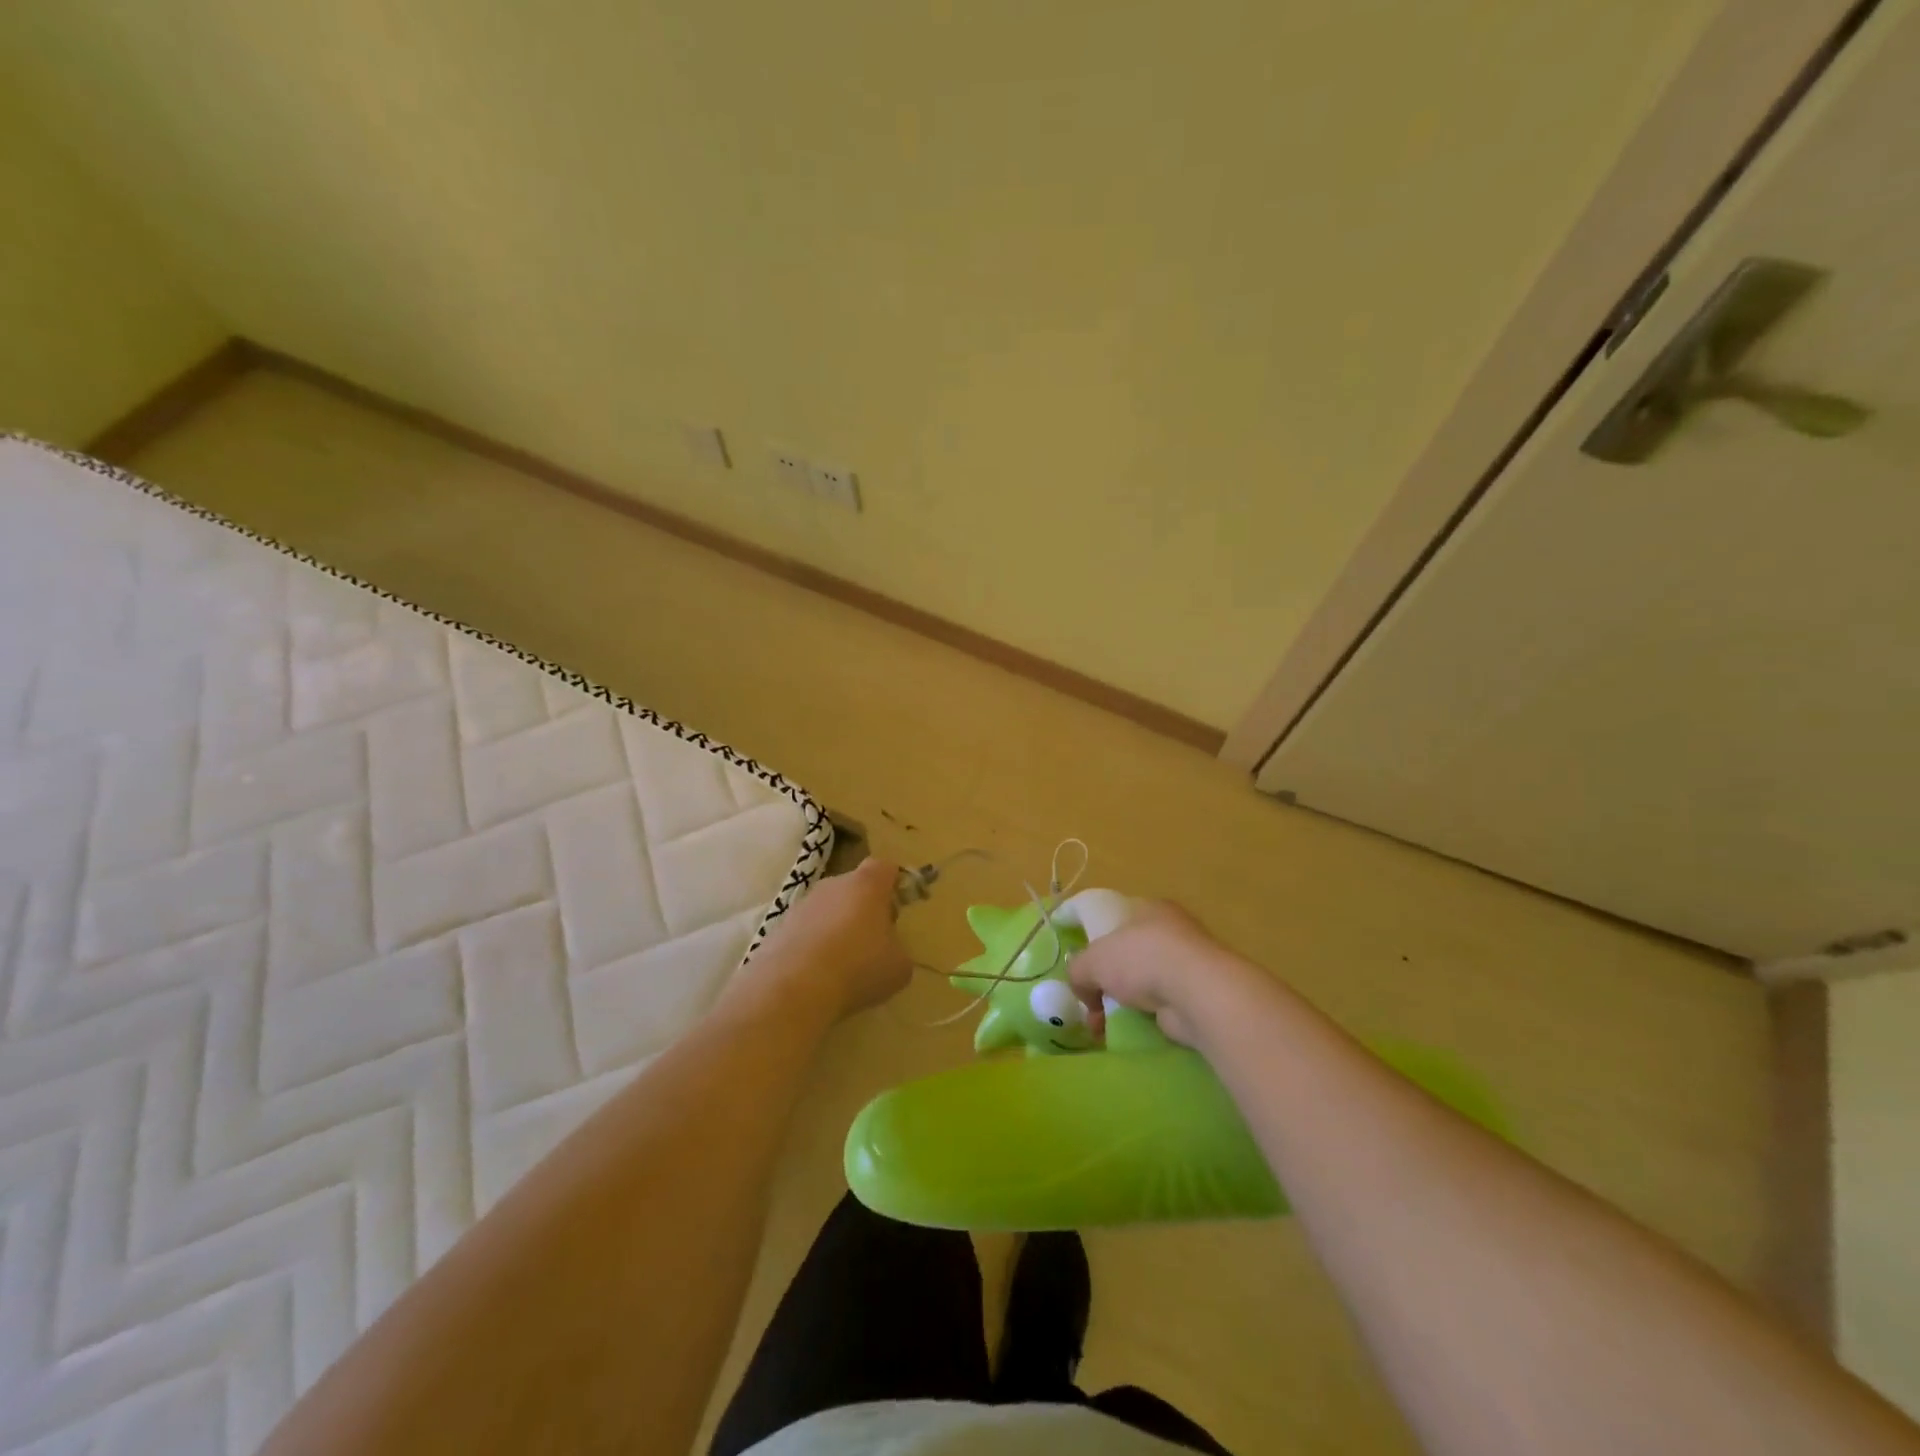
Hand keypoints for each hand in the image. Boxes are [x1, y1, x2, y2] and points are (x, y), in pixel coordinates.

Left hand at [746, 859, 912, 1022]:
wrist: (794, 989)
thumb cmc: (858, 968)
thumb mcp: (899, 966)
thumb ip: (897, 949)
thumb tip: (887, 951)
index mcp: (867, 885)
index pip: (884, 867)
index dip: (894, 883)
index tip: (897, 906)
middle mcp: (833, 885)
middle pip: (854, 887)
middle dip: (864, 908)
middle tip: (873, 940)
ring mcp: (802, 905)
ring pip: (827, 908)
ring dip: (836, 927)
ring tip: (842, 963)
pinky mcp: (779, 928)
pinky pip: (805, 930)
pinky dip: (812, 945)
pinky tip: (816, 974)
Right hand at [1068, 901, 1267, 1048]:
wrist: (1197, 992)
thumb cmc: (1141, 959)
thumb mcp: (1092, 960)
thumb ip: (1078, 970)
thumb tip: (1082, 989)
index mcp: (1148, 908)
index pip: (1117, 918)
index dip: (1097, 940)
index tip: (1084, 966)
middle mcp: (1172, 930)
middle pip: (1131, 953)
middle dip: (1109, 980)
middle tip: (1091, 1002)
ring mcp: (1189, 963)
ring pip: (1147, 981)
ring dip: (1126, 1002)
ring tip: (1105, 1024)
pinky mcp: (1199, 994)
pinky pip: (1163, 1004)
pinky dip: (1147, 1017)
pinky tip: (1131, 1029)